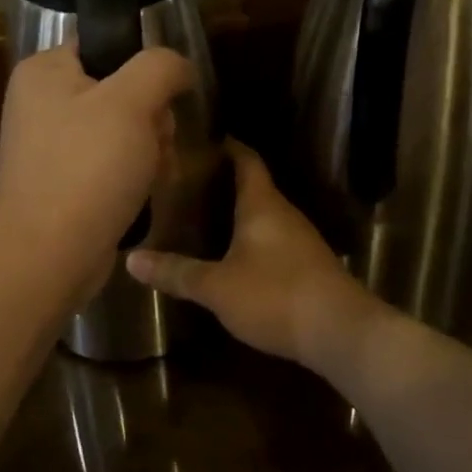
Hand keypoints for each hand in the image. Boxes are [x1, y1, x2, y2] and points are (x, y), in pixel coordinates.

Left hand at [0, 43, 194, 305]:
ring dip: (151, 149)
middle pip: (122, 90)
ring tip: (152, 175)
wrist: (49, 257)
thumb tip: (179, 66)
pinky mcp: (64, 180)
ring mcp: (51, 145)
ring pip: (124, 129)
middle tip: (155, 144)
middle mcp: (42, 102)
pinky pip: (111, 162)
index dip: (143, 69)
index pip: (107, 45)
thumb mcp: (131, 102)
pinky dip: (133, 174)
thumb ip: (160, 66)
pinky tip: (143, 193)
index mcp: (44, 71)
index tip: (160, 100)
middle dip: (152, 119)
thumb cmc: (87, 169)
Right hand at [126, 142, 380, 367]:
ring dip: (237, 212)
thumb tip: (131, 260)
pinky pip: (273, 239)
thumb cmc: (275, 295)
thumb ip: (177, 272)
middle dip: (223, 181)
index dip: (226, 146)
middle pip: (253, 186)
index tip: (201, 138)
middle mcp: (283, 213)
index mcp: (262, 204)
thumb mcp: (217, 287)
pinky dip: (250, 238)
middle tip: (186, 182)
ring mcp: (300, 239)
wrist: (340, 332)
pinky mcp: (307, 265)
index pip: (246, 159)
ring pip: (263, 214)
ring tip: (201, 215)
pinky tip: (231, 254)